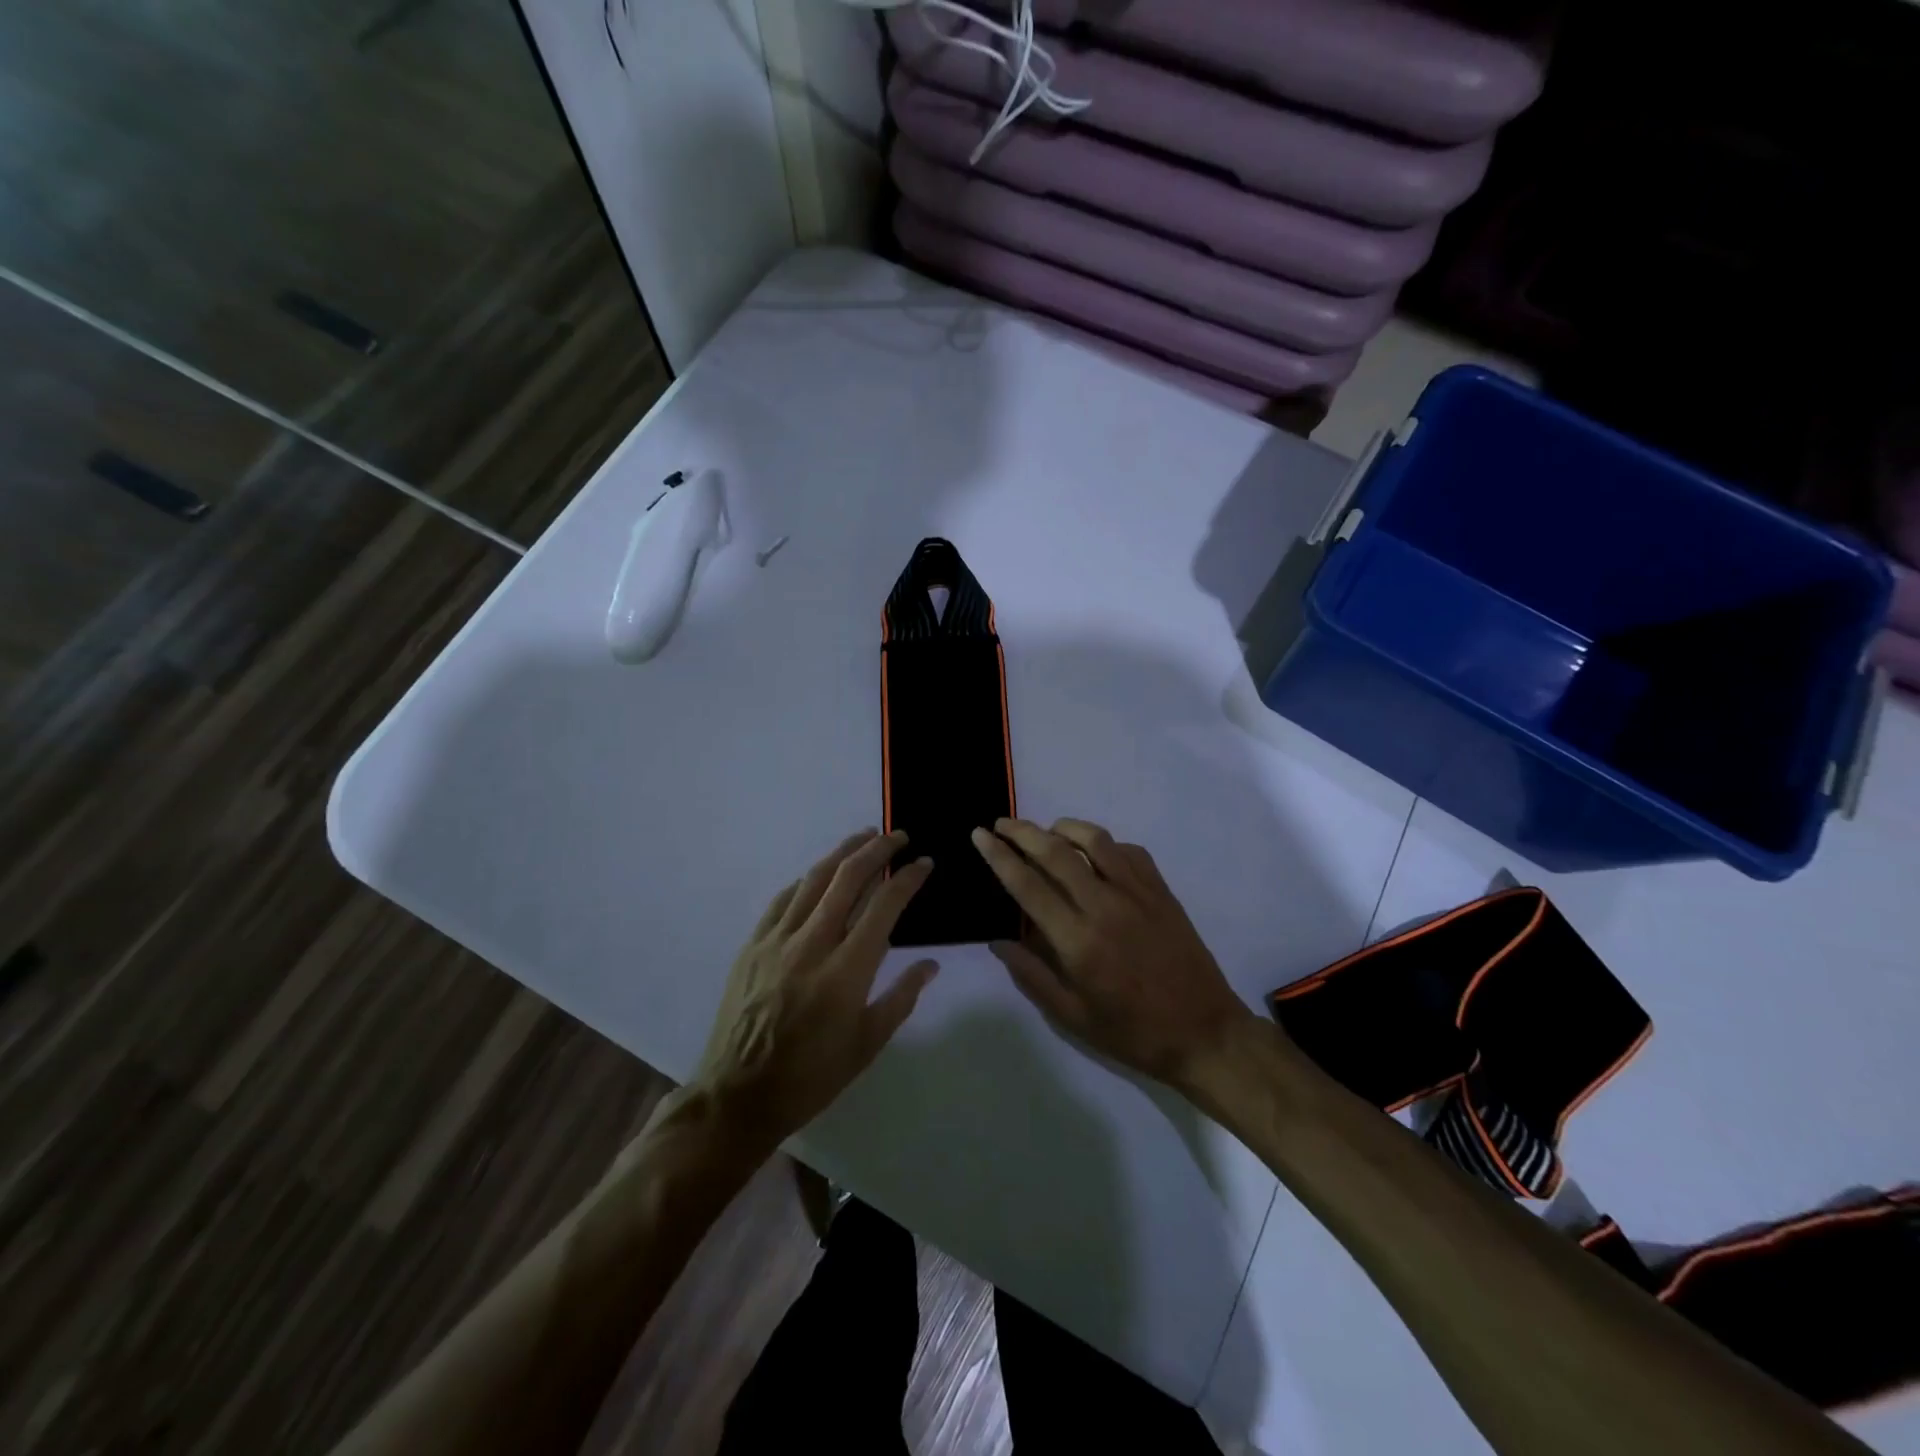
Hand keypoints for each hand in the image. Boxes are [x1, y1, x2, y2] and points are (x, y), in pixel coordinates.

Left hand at [692, 829, 938, 1152]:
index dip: (908, 878)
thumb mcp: (867, 1044)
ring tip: (864, 837)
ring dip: (842, 853)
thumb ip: (901, 997)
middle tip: (898, 835)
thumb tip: (930, 964)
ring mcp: (777, 941)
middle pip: (848, 878)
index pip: (884, 906)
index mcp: (847, 971)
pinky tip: (817, 876)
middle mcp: (812, 944)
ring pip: (813, 880)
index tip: (924, 863)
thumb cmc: (811, 1076)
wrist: (738, 1096)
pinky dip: (806, 880)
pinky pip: (782, 900)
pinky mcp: (752, 945)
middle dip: (877, 849)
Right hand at [971, 818, 1255, 1090]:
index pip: (1028, 885)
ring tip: (1045, 831)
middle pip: (1056, 851)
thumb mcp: (1073, 1017)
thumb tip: (997, 941)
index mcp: (1078, 941)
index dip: (999, 856)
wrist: (1205, 1033)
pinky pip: (1128, 851)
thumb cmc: (1133, 1032)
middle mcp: (1105, 906)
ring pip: (1094, 839)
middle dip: (1022, 831)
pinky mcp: (1161, 891)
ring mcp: (1138, 894)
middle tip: (1000, 824)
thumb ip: (1031, 976)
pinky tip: (1093, 853)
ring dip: (1063, 827)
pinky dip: (1103, 843)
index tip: (979, 835)